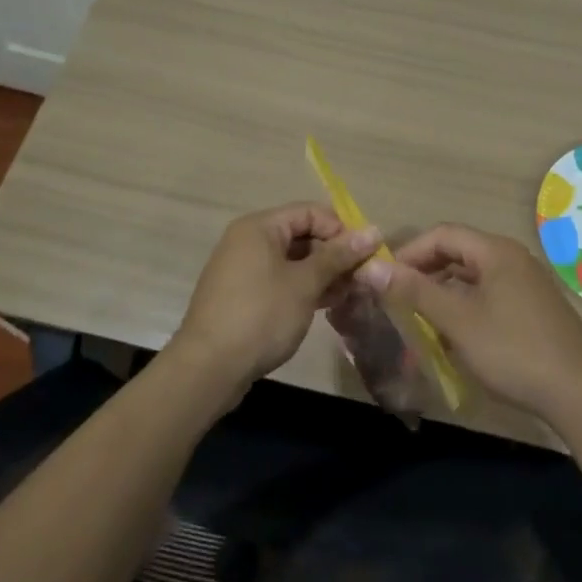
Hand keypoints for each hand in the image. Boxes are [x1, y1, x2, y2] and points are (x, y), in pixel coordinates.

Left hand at [171, 202, 381, 392]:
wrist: (208, 369)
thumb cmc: (260, 315)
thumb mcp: (305, 284)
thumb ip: (338, 256)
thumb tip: (373, 231)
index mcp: (259, 227)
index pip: (309, 212)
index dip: (340, 229)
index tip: (366, 255)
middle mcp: (248, 241)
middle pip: (301, 235)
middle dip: (334, 254)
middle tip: (362, 278)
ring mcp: (243, 270)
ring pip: (292, 261)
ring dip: (322, 274)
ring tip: (350, 294)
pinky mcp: (242, 297)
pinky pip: (279, 281)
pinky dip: (303, 288)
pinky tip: (326, 305)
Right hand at [360, 223, 581, 422]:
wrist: (580, 394)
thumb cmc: (513, 350)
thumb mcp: (457, 321)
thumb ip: (415, 292)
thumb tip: (372, 268)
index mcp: (495, 251)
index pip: (442, 234)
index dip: (410, 252)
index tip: (385, 279)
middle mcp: (511, 258)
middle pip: (457, 254)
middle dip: (424, 275)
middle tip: (397, 301)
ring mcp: (525, 284)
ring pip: (472, 279)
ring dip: (443, 296)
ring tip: (419, 323)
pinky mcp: (533, 310)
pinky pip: (488, 297)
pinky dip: (464, 310)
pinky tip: (453, 340)